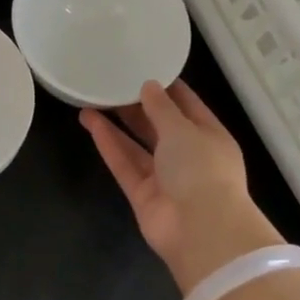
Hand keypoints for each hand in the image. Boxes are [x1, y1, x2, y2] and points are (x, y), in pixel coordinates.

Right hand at [81, 79, 281, 294]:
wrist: (201, 231)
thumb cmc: (202, 169)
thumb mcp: (183, 129)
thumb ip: (162, 107)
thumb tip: (148, 86)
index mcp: (209, 136)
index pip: (187, 105)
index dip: (166, 88)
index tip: (143, 68)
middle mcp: (189, 155)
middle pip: (159, 125)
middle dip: (136, 105)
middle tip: (110, 83)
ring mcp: (165, 177)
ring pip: (137, 145)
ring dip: (116, 124)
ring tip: (91, 100)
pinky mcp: (143, 195)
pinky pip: (124, 164)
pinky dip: (109, 144)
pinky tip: (90, 123)